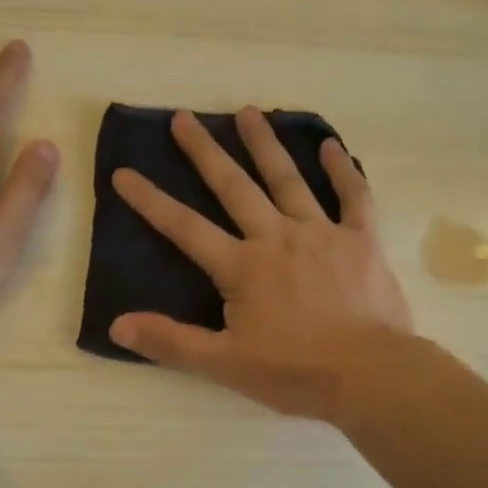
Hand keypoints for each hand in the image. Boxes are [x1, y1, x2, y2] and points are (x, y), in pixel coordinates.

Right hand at [110, 108, 411, 419]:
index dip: (151, 201)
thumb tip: (117, 325)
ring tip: (247, 112)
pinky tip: (331, 145)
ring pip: (288, 180)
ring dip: (265, 145)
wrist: (370, 375)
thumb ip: (171, 342)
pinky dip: (342, 170)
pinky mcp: (361, 240)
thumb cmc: (295, 372)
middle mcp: (277, 237)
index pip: (185, 228)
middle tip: (183, 118)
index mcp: (242, 267)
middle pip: (234, 187)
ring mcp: (322, 233)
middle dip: (205, 152)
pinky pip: (353, 196)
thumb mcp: (225, 364)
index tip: (124, 173)